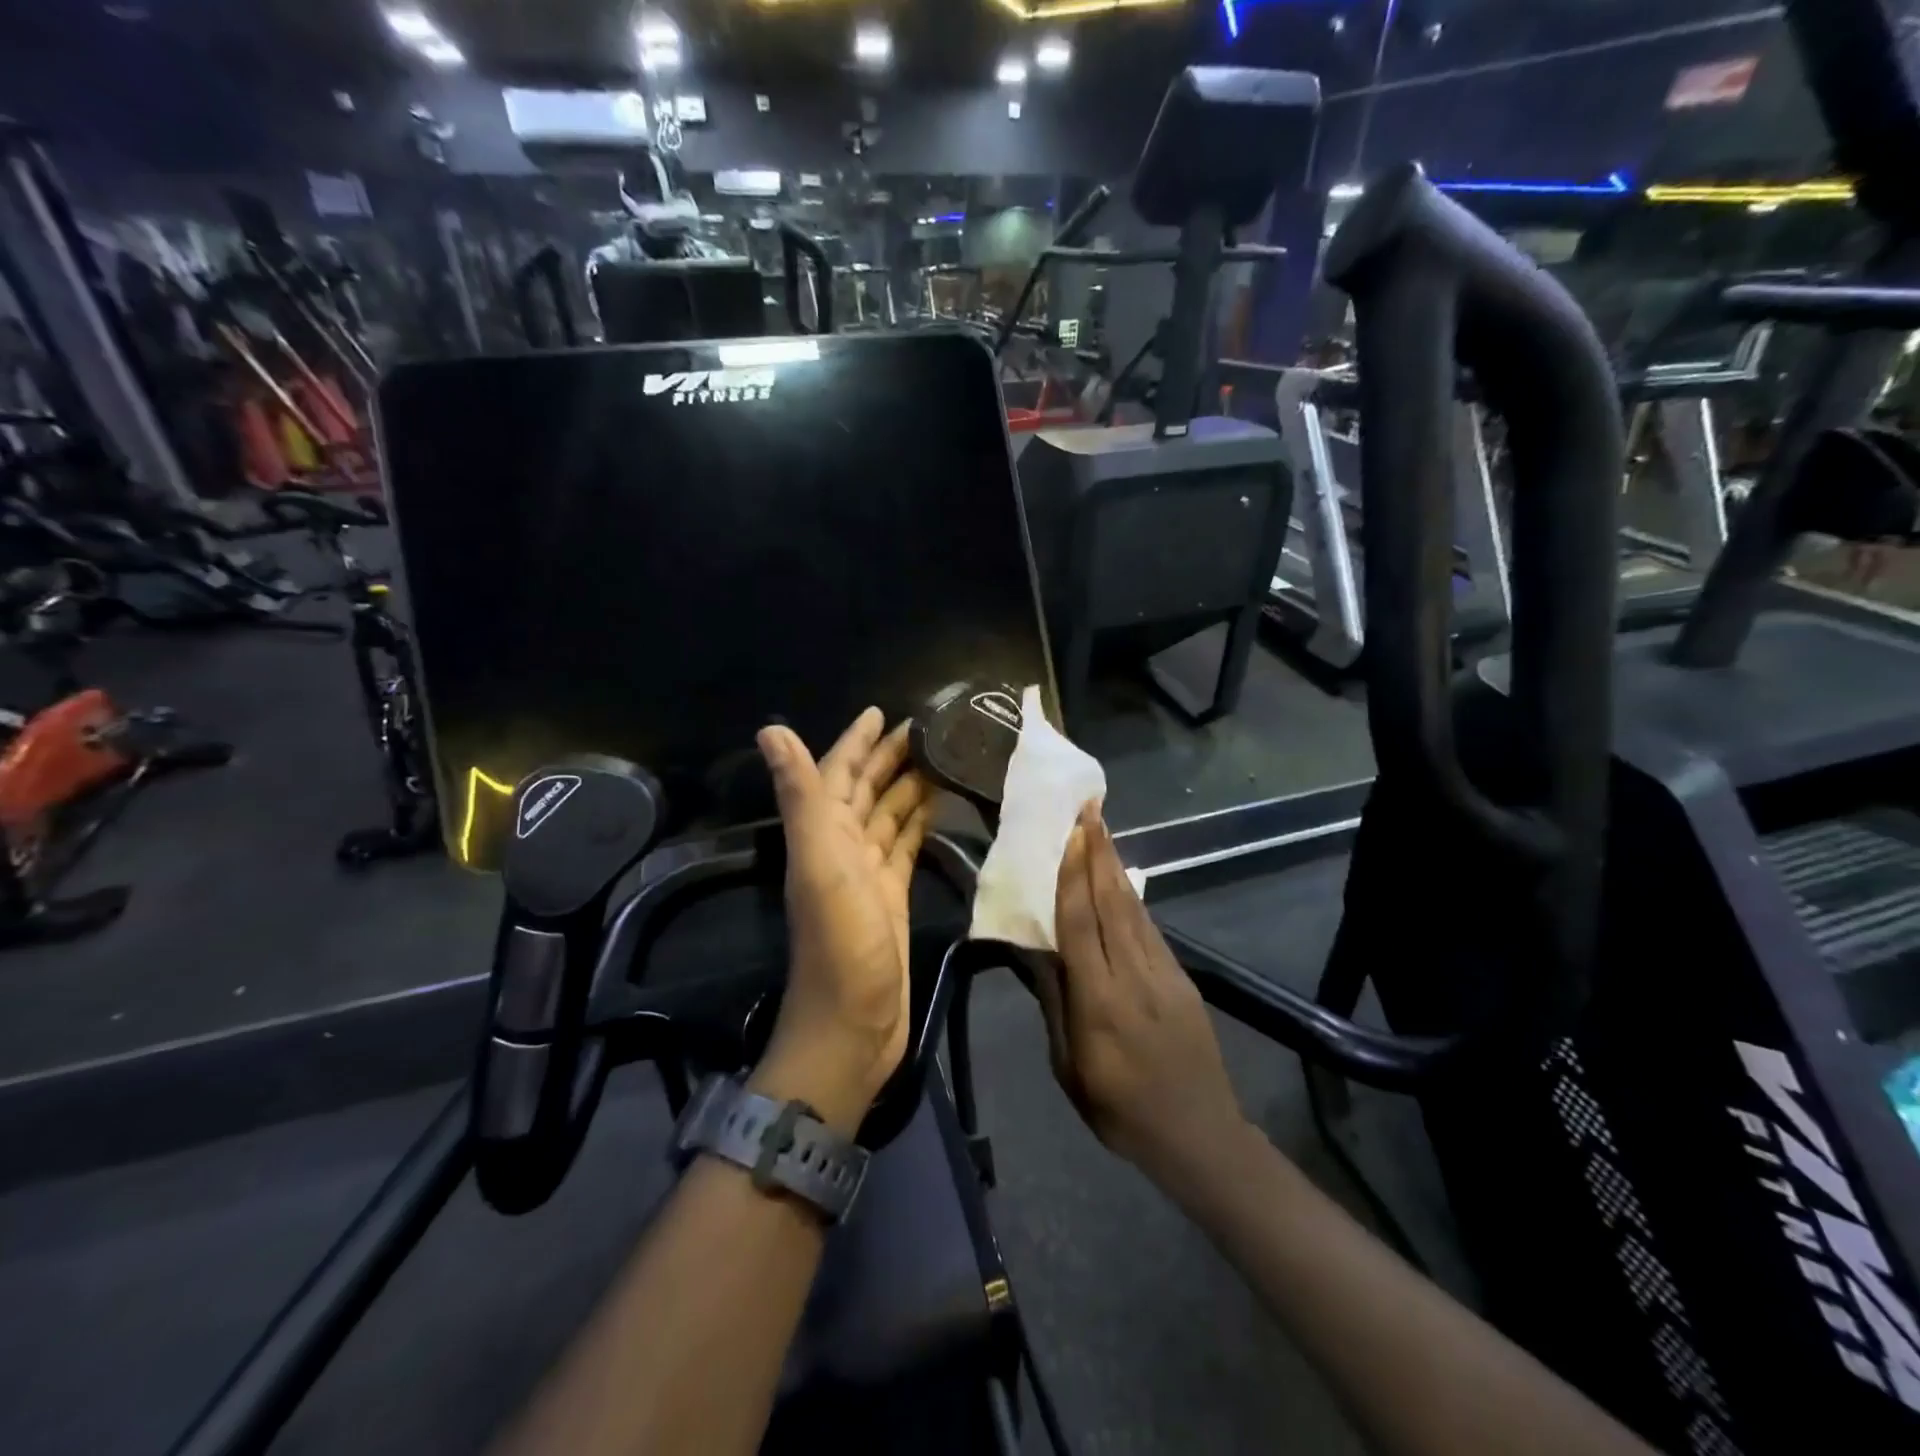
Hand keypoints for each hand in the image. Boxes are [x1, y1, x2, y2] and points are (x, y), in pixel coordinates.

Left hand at [751, 709, 932, 1134]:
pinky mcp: (892, 897)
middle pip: (866, 791)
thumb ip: (800, 796)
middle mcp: (840, 848)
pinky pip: (905, 847)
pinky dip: (918, 825)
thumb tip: (770, 729)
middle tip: (928, 729)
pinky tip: (938, 809)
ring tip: (942, 759)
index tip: (882, 712)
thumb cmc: (840, 943)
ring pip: (888, 816)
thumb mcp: (819, 863)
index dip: (856, 742)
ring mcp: (867, 875)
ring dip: (908, 787)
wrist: (853, 1026)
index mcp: (822, 834)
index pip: (838, 774)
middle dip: (889, 758)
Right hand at [1037, 804, 1249, 1187]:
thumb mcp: (1070, 1069)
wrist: (1201, 1136)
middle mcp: (1134, 976)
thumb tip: (1037, 951)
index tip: (1070, 833)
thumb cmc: (1121, 1111)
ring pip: (1134, 908)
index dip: (1074, 874)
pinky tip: (1121, 879)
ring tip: (1102, 830)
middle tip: (1089, 809)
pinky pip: (1150, 928)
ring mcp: (1165, 974)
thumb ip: (1054, 1004)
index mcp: (1100, 1002)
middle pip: (1113, 902)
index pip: (1082, 924)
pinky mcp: (1182, 978)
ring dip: (1116, 865)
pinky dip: (1132, 896)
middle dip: (1099, 852)